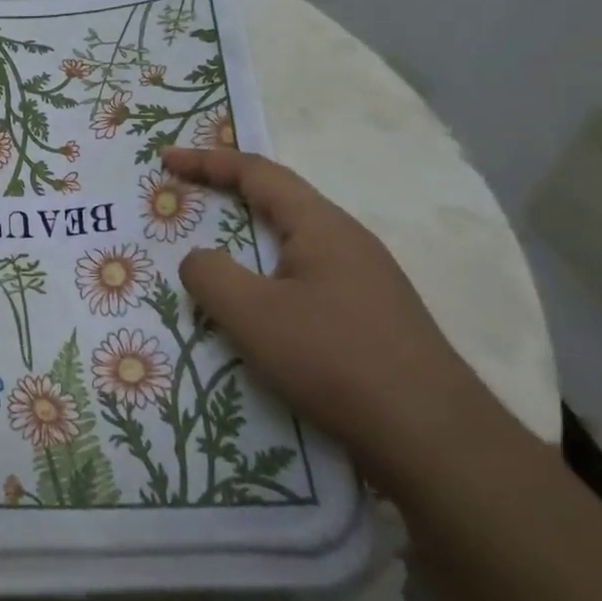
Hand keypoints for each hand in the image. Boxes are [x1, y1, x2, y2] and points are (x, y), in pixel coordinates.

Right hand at [164, 145, 501, 489]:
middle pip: (278, 203)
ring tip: (213, 259)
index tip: (166, 159)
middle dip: (228, 197)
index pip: (257, 173)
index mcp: (321, 226)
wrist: (435, 441)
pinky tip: (258, 314)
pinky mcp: (371, 320)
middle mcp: (348, 242)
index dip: (207, 161)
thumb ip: (210, 274)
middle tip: (186, 201)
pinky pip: (306, 281)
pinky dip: (269, 280)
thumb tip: (199, 259)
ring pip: (292, 246)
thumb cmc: (335, 360)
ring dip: (249, 244)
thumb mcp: (253, 314)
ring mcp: (366, 282)